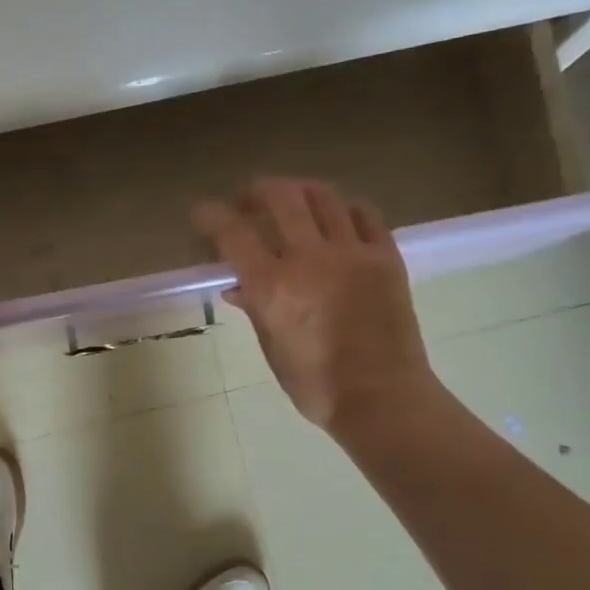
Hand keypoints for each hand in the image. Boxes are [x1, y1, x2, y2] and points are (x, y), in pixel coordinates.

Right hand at [194, 178, 439, 439]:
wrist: (382, 398)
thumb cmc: (316, 385)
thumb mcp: (272, 348)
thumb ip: (255, 308)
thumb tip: (238, 287)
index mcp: (274, 287)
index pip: (233, 233)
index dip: (211, 216)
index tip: (202, 214)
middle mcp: (310, 258)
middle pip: (281, 197)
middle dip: (258, 191)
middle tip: (249, 202)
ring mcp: (353, 253)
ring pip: (324, 197)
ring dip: (300, 192)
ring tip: (292, 202)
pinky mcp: (386, 257)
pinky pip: (365, 214)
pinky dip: (344, 209)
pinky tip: (337, 219)